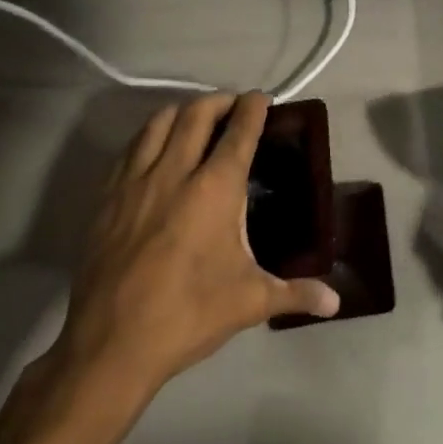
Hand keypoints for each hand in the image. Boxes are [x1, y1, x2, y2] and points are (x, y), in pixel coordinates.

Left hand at [50, 93, 339, 397]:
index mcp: (214, 189)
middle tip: (234, 106)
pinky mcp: (106, 198)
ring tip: (196, 120)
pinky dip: (150, 136)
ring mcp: (135, 182)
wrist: (110, 345)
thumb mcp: (250, 302)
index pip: (239, 131)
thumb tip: (336, 303)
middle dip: (219, 101)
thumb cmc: (188, 315)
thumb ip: (296, 293)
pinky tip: (157, 152)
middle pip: (196, 114)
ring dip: (182, 111)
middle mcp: (174, 172)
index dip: (253, 108)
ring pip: (158, 123)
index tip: (262, 98)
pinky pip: (130, 149)